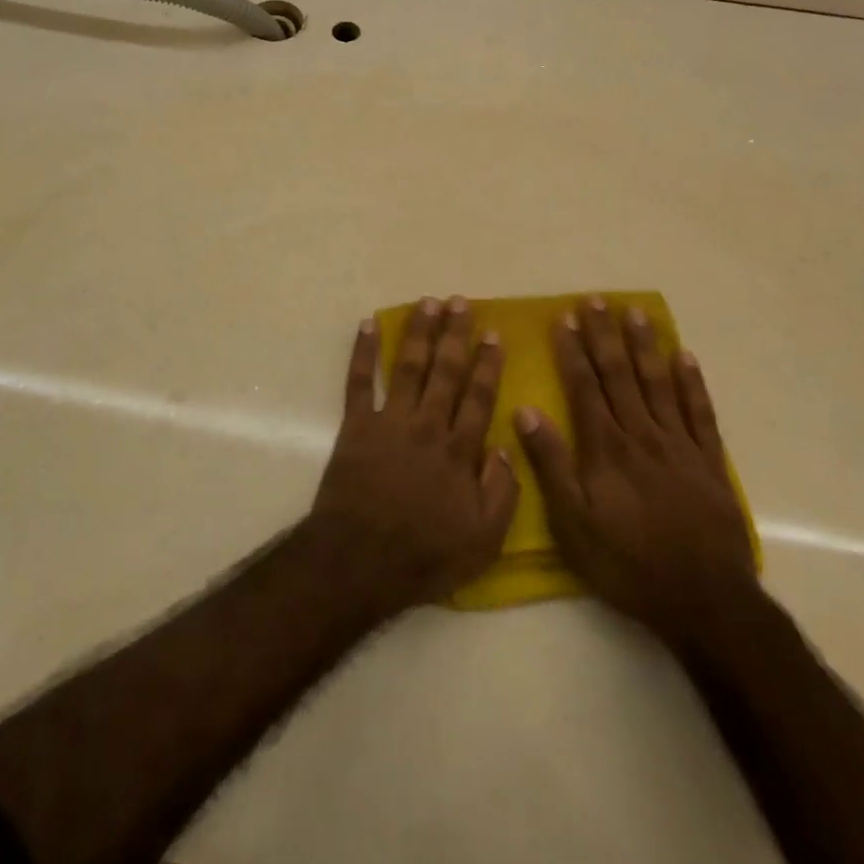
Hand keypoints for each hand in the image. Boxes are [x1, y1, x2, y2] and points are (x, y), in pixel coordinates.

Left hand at [310, 296, 518, 614]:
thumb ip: (502, 492)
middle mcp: (428, 426)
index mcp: (460, 451)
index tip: (493, 334)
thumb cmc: (425, 555)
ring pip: (409, 367)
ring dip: (419, 333)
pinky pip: (359, 381)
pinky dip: (363, 352)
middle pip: (446, 372)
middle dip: (455, 335)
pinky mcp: (356, 426)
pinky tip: (369, 325)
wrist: (360, 560)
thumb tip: (507, 448)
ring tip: (428, 303)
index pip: (479, 397)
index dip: (488, 364)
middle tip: (460, 302)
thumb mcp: (483, 540)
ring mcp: (390, 422)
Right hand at [517, 297, 756, 651]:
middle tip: (595, 300)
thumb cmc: (626, 563)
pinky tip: (684, 357)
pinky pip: (700, 412)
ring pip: (658, 384)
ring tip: (635, 313)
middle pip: (620, 375)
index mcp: (605, 448)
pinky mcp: (709, 462)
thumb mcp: (572, 523)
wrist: (704, 600)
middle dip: (604, 336)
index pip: (584, 387)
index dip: (572, 352)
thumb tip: (526, 411)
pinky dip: (692, 382)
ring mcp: (679, 446)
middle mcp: (641, 435)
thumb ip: (550, 465)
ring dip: (645, 346)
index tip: (563, 319)